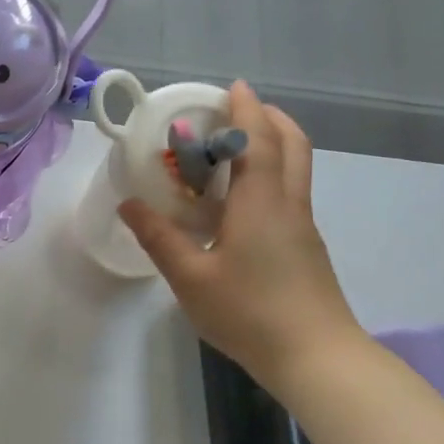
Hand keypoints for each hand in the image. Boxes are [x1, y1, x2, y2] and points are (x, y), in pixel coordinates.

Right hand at [119, 81, 362, 379]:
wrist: (315, 356)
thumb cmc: (249, 313)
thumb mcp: (191, 278)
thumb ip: (159, 238)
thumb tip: (129, 204)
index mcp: (262, 202)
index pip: (258, 139)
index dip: (245, 108)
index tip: (230, 86)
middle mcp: (289, 204)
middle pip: (291, 144)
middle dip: (267, 118)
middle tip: (234, 113)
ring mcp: (302, 226)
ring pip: (295, 169)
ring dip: (271, 146)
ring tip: (232, 152)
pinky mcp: (305, 248)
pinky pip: (289, 194)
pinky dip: (270, 176)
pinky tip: (239, 203)